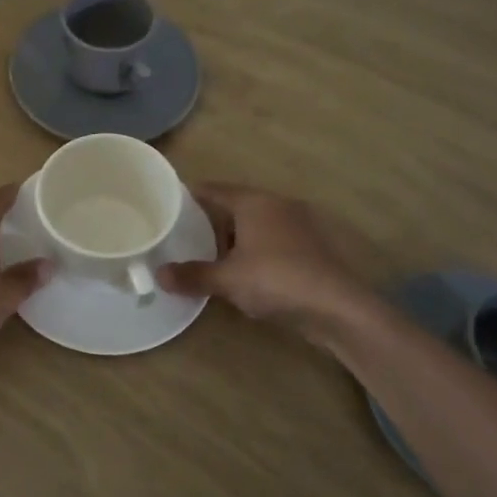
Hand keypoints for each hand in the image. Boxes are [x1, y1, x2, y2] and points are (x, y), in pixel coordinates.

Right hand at [158, 182, 372, 339]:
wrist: (336, 306)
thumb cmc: (276, 280)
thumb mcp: (228, 280)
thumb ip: (193, 275)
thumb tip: (159, 275)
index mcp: (253, 202)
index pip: (213, 190)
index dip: (189, 195)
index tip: (167, 204)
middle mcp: (276, 204)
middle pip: (235, 205)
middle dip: (210, 218)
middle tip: (182, 232)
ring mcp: (297, 224)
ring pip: (255, 223)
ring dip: (233, 236)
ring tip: (208, 254)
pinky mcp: (309, 247)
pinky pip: (271, 240)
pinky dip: (253, 249)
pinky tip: (242, 269)